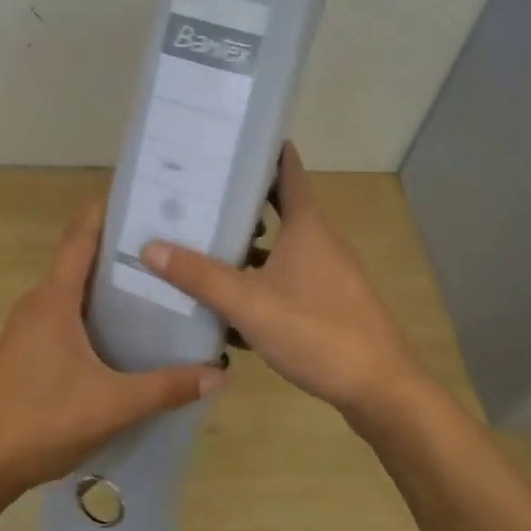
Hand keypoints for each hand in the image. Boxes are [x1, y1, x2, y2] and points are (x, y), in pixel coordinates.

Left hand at [0, 197, 223, 503]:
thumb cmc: (42, 422)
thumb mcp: (112, 405)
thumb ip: (166, 387)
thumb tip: (219, 373)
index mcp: (53, 300)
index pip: (80, 239)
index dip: (106, 213)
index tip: (141, 198)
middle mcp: (36, 303)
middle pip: (79, 261)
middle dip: (118, 250)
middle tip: (166, 246)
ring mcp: (26, 327)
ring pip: (71, 291)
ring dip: (105, 284)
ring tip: (152, 285)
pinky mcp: (24, 351)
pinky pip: (63, 315)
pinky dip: (91, 311)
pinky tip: (119, 332)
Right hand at [140, 143, 432, 427]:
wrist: (380, 390)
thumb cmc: (315, 331)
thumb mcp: (249, 303)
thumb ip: (200, 276)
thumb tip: (150, 247)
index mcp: (307, 227)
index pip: (287, 172)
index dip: (264, 151)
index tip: (233, 140)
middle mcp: (321, 243)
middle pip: (279, 210)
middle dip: (242, 204)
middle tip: (199, 197)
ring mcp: (330, 276)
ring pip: (282, 251)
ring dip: (248, 250)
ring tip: (205, 250)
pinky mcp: (331, 306)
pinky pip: (288, 282)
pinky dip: (261, 285)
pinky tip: (232, 307)